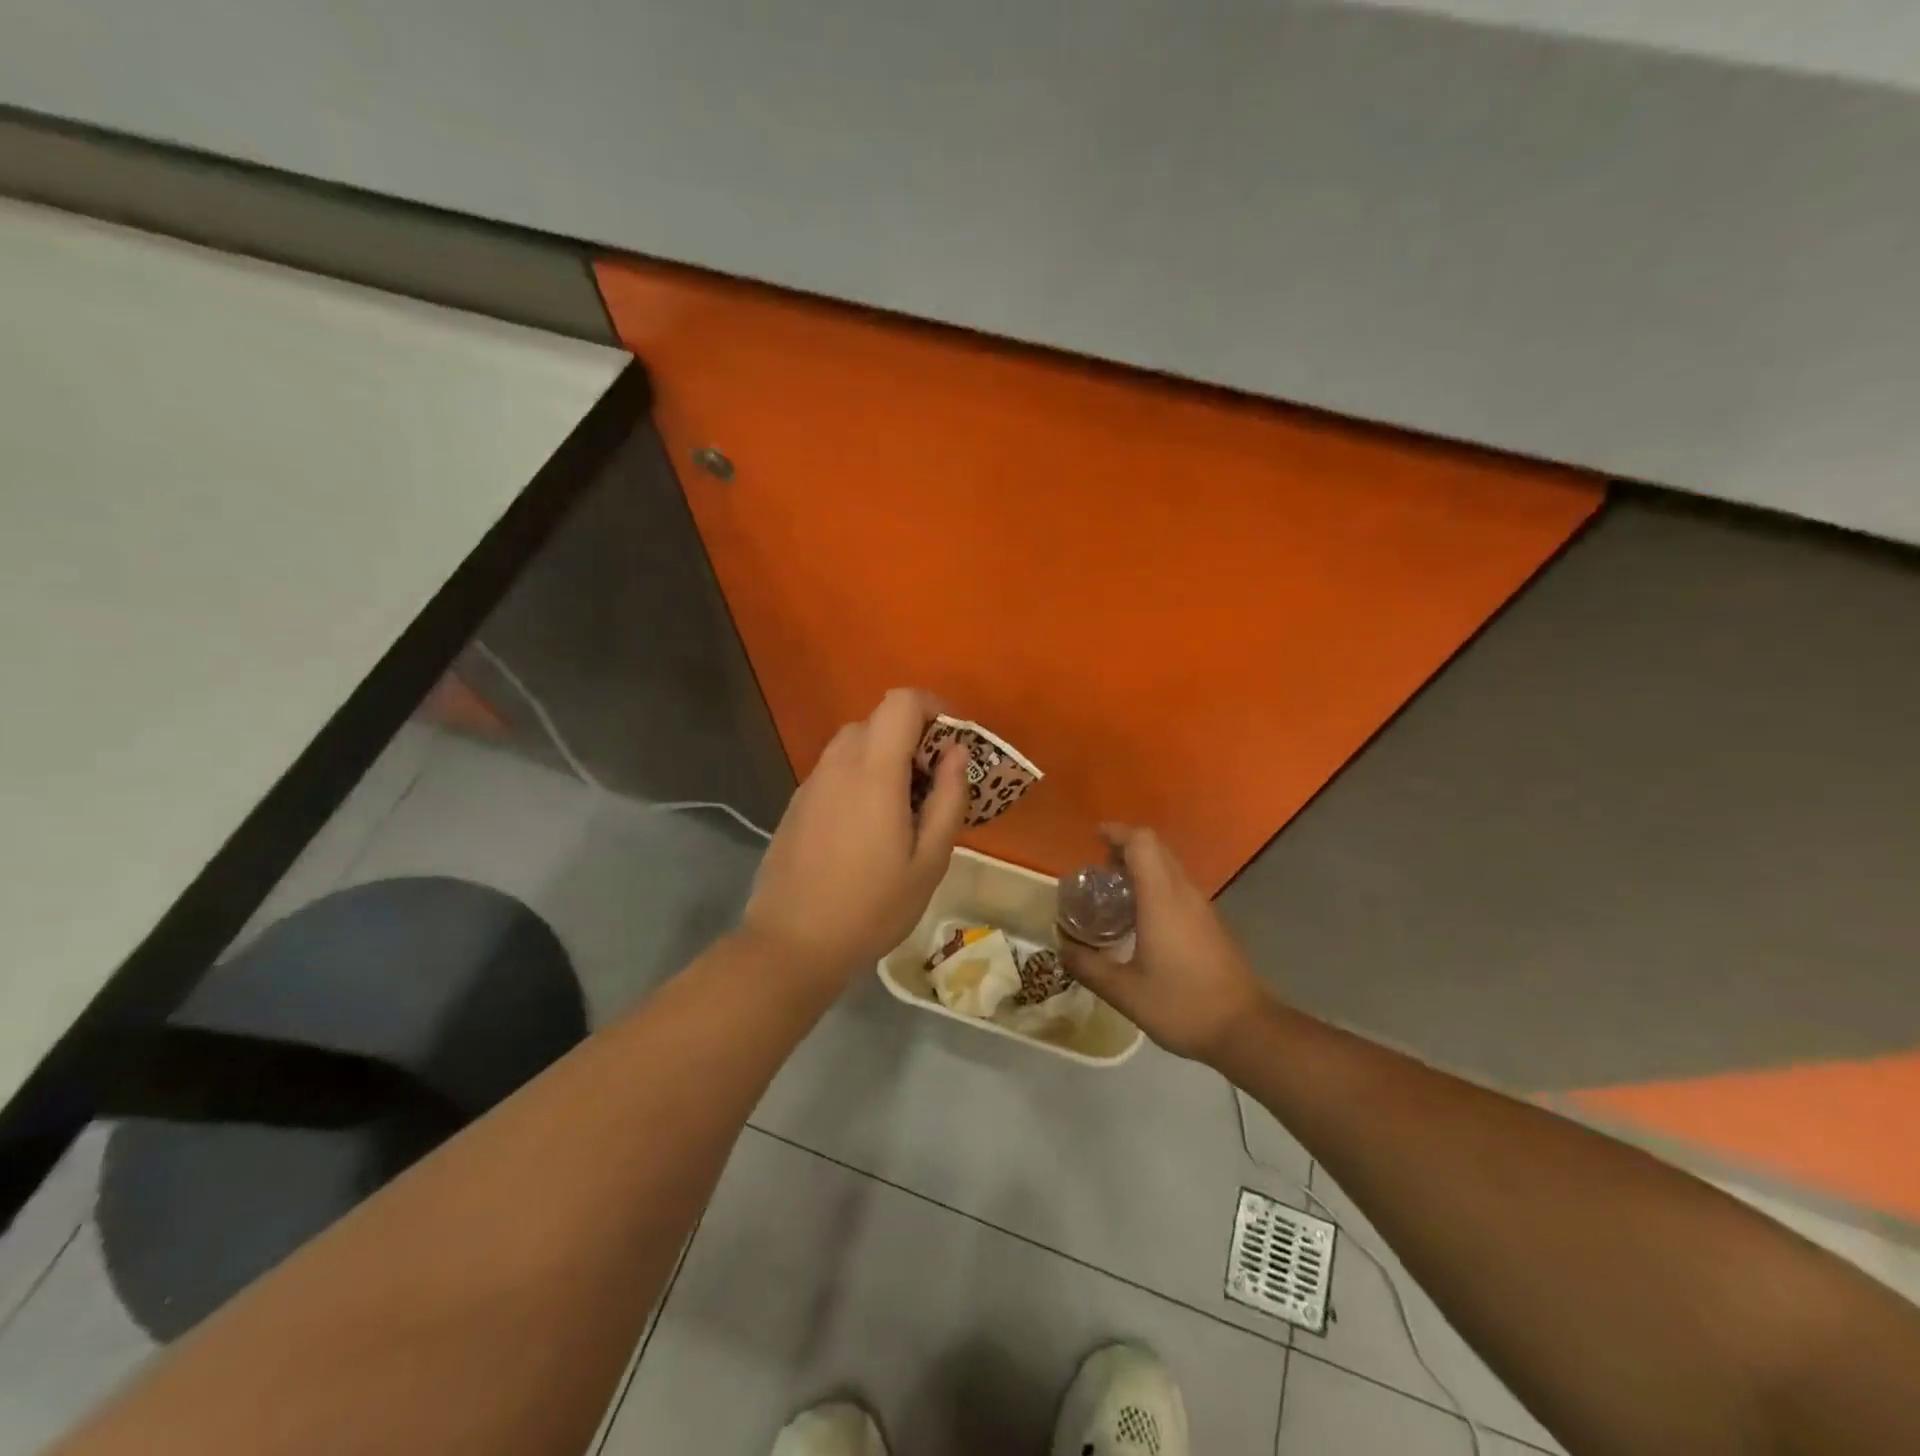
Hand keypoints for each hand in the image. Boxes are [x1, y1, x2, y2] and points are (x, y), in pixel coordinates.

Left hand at [743, 688, 969, 987]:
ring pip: (853, 744)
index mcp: (873, 772)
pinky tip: (866, 829)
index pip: (901, 702)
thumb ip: (948, 799)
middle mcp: (838, 765)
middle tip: (932, 786)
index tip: (952, 743)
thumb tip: (957, 752)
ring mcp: (811, 783)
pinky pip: (835, 770)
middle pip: (877, 720)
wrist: (792, 944)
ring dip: (884, 758)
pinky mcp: (797, 804)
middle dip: (912, 738)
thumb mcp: (929, 862)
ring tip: (902, 810)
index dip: (932, 707)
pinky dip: (860, 777)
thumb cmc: (871, 907)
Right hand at [1060, 825, 1273, 1062]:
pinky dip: (1154, 886)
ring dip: (1141, 868)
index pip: (1142, 843)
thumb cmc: (1182, 1005)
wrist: (1245, 1030)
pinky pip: (1178, 888)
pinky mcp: (1210, 924)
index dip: (1117, 833)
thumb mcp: (1125, 992)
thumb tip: (1062, 949)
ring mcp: (1202, 908)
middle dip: (1125, 848)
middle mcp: (1184, 894)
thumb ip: (1088, 967)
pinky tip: (1139, 919)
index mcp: (1162, 899)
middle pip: (1156, 849)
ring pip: (1169, 868)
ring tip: (1113, 893)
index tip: (1093, 837)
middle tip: (1097, 869)